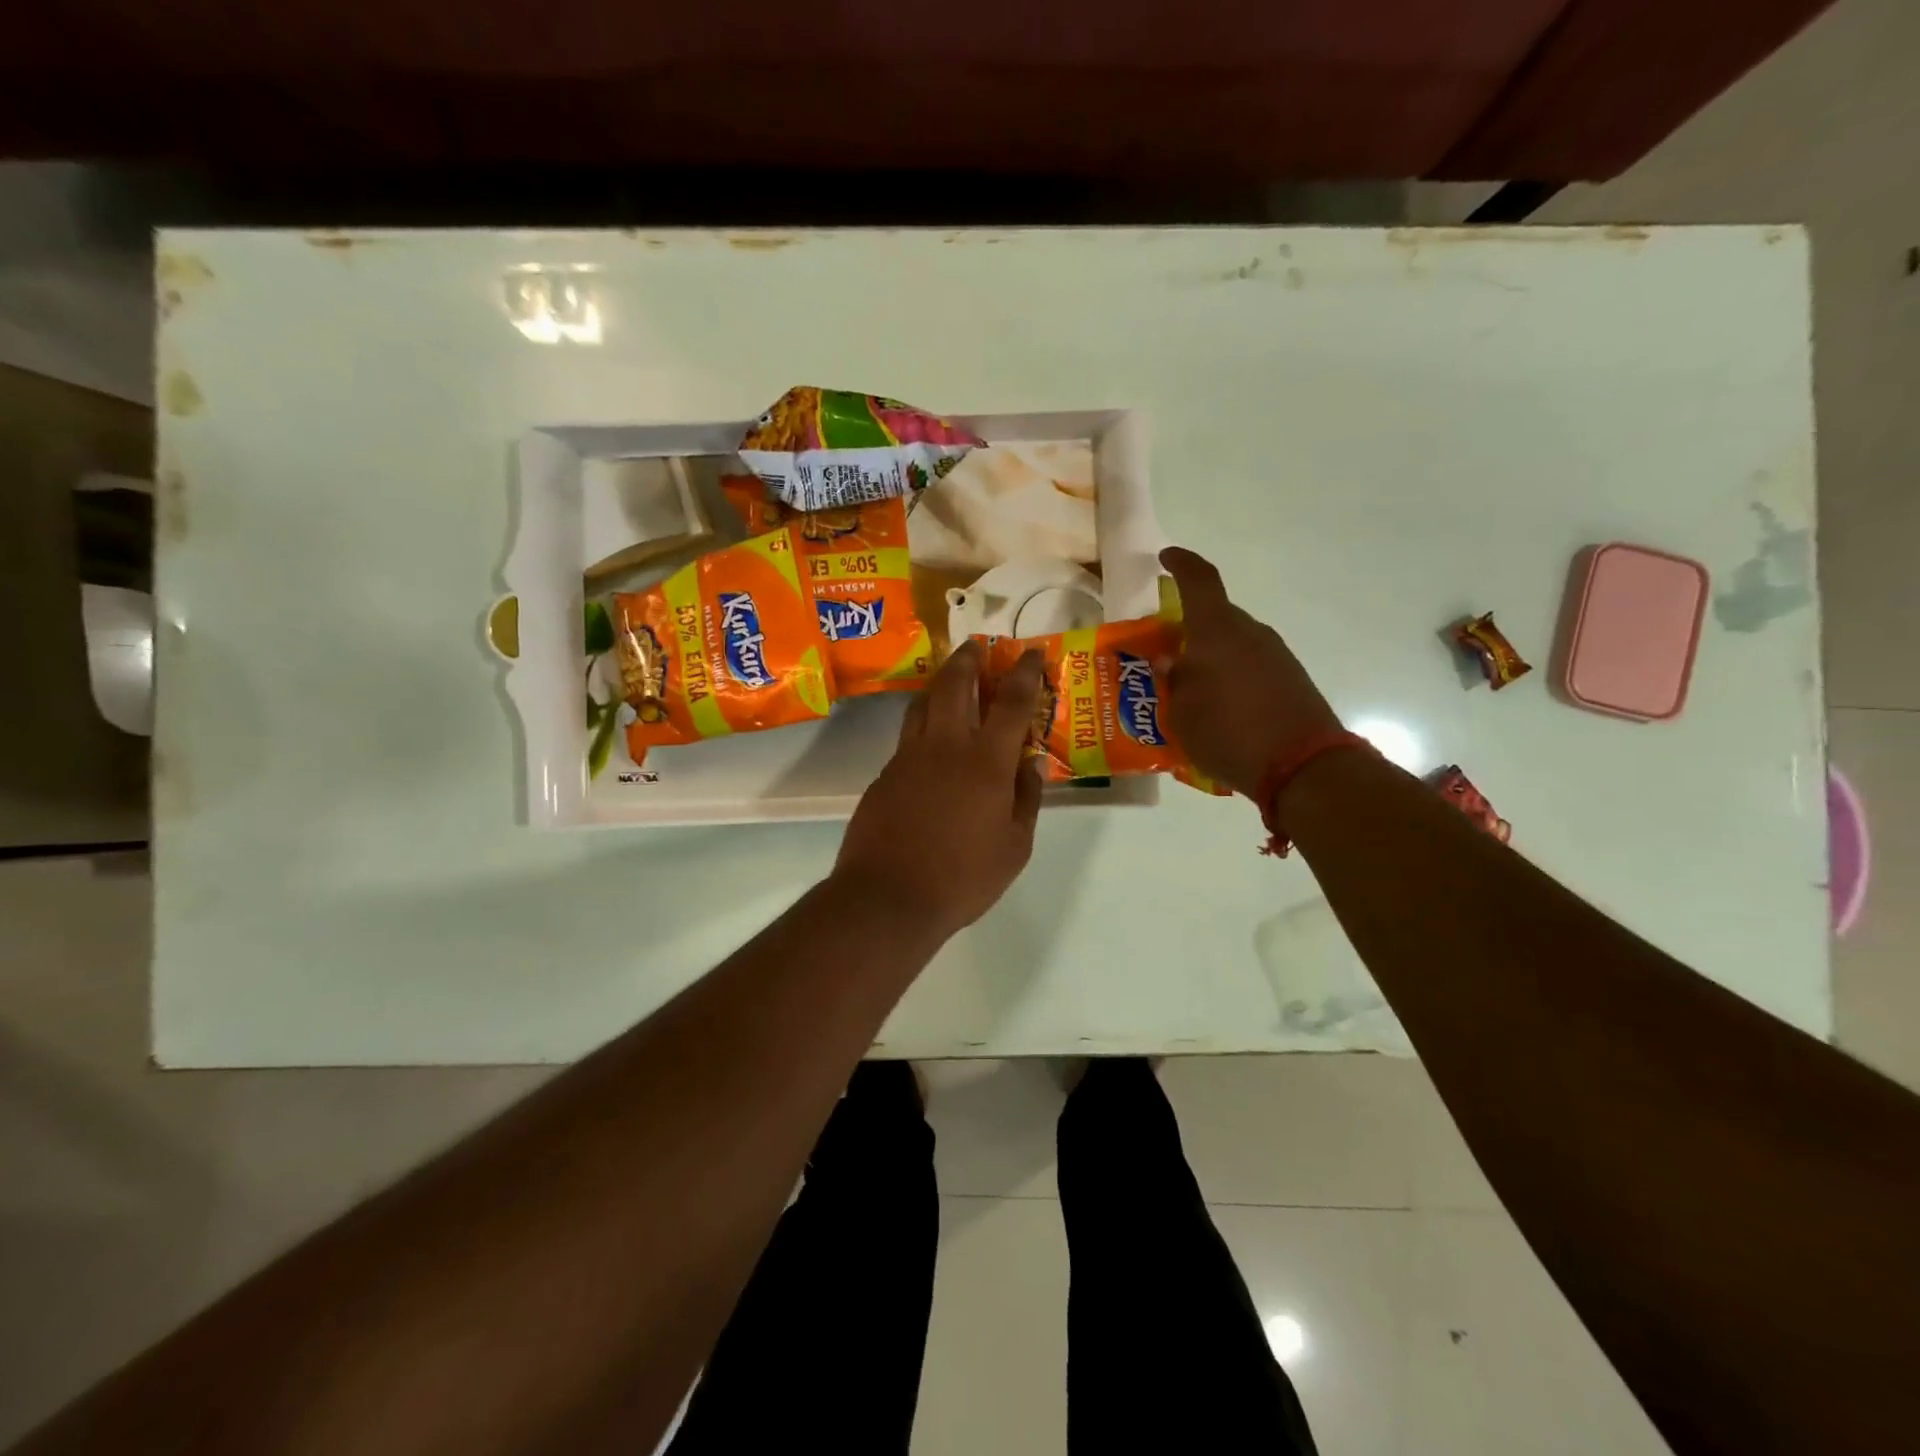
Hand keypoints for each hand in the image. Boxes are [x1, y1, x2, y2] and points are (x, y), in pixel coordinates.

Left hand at [833, 641, 1045, 939]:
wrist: (888, 897)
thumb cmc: (963, 878)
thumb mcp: (1014, 846)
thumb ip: (1026, 799)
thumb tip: (1031, 765)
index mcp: (985, 761)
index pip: (1011, 702)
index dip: (1025, 672)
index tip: (1031, 652)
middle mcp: (945, 746)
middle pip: (954, 684)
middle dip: (968, 659)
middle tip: (977, 647)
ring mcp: (908, 757)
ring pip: (923, 703)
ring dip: (940, 684)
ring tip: (951, 681)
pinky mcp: (884, 774)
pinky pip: (908, 736)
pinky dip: (923, 724)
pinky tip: (930, 741)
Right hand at [1157, 546, 1341, 798]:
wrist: (1303, 766)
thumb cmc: (1229, 733)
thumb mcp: (1180, 713)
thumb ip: (1172, 681)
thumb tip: (1170, 662)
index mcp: (1216, 631)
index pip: (1199, 580)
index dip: (1180, 564)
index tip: (1165, 558)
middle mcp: (1249, 633)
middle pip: (1214, 617)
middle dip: (1188, 631)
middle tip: (1165, 656)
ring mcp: (1275, 654)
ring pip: (1233, 643)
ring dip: (1210, 657)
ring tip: (1189, 691)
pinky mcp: (1291, 678)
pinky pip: (1251, 665)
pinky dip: (1231, 676)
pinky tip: (1220, 709)